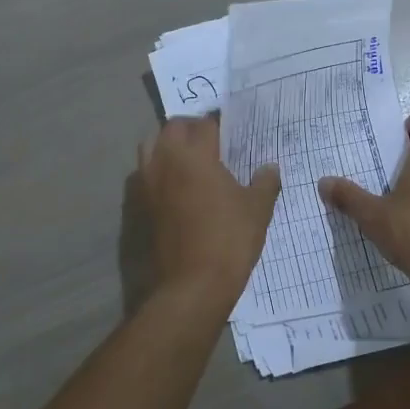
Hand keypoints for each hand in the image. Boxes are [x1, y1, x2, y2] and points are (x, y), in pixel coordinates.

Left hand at [139, 116, 280, 308]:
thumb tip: (270, 167)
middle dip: (190, 128)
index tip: (229, 131)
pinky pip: (144, 173)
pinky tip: (174, 186)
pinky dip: (157, 170)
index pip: (204, 124)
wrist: (192, 284)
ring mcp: (148, 183)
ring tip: (188, 159)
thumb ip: (264, 182)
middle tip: (210, 140)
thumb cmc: (229, 239)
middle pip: (172, 127)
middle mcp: (166, 160)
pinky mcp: (139, 204)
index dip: (218, 124)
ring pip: (151, 146)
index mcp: (195, 155)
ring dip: (167, 144)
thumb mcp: (257, 209)